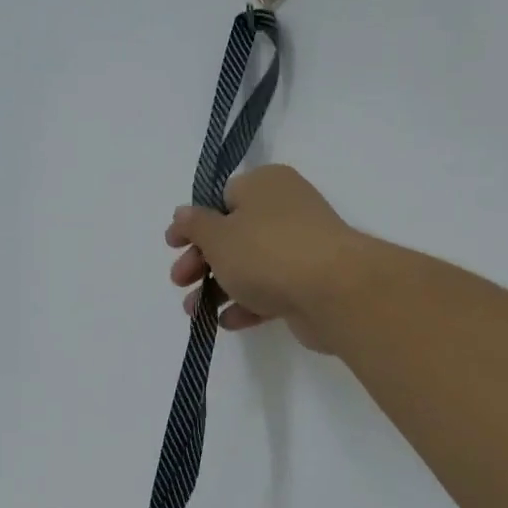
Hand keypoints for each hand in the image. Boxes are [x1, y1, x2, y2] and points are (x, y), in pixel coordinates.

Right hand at [166, 164, 369, 352]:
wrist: (334, 292)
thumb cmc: (267, 252)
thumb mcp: (218, 236)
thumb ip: (195, 225)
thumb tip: (183, 214)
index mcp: (265, 185)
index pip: (222, 197)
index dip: (194, 222)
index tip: (173, 245)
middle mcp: (285, 209)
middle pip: (233, 234)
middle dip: (201, 261)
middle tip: (179, 281)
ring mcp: (301, 247)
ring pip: (250, 265)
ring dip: (219, 288)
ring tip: (194, 312)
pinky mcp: (310, 282)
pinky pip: (270, 290)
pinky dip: (247, 304)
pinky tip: (226, 321)